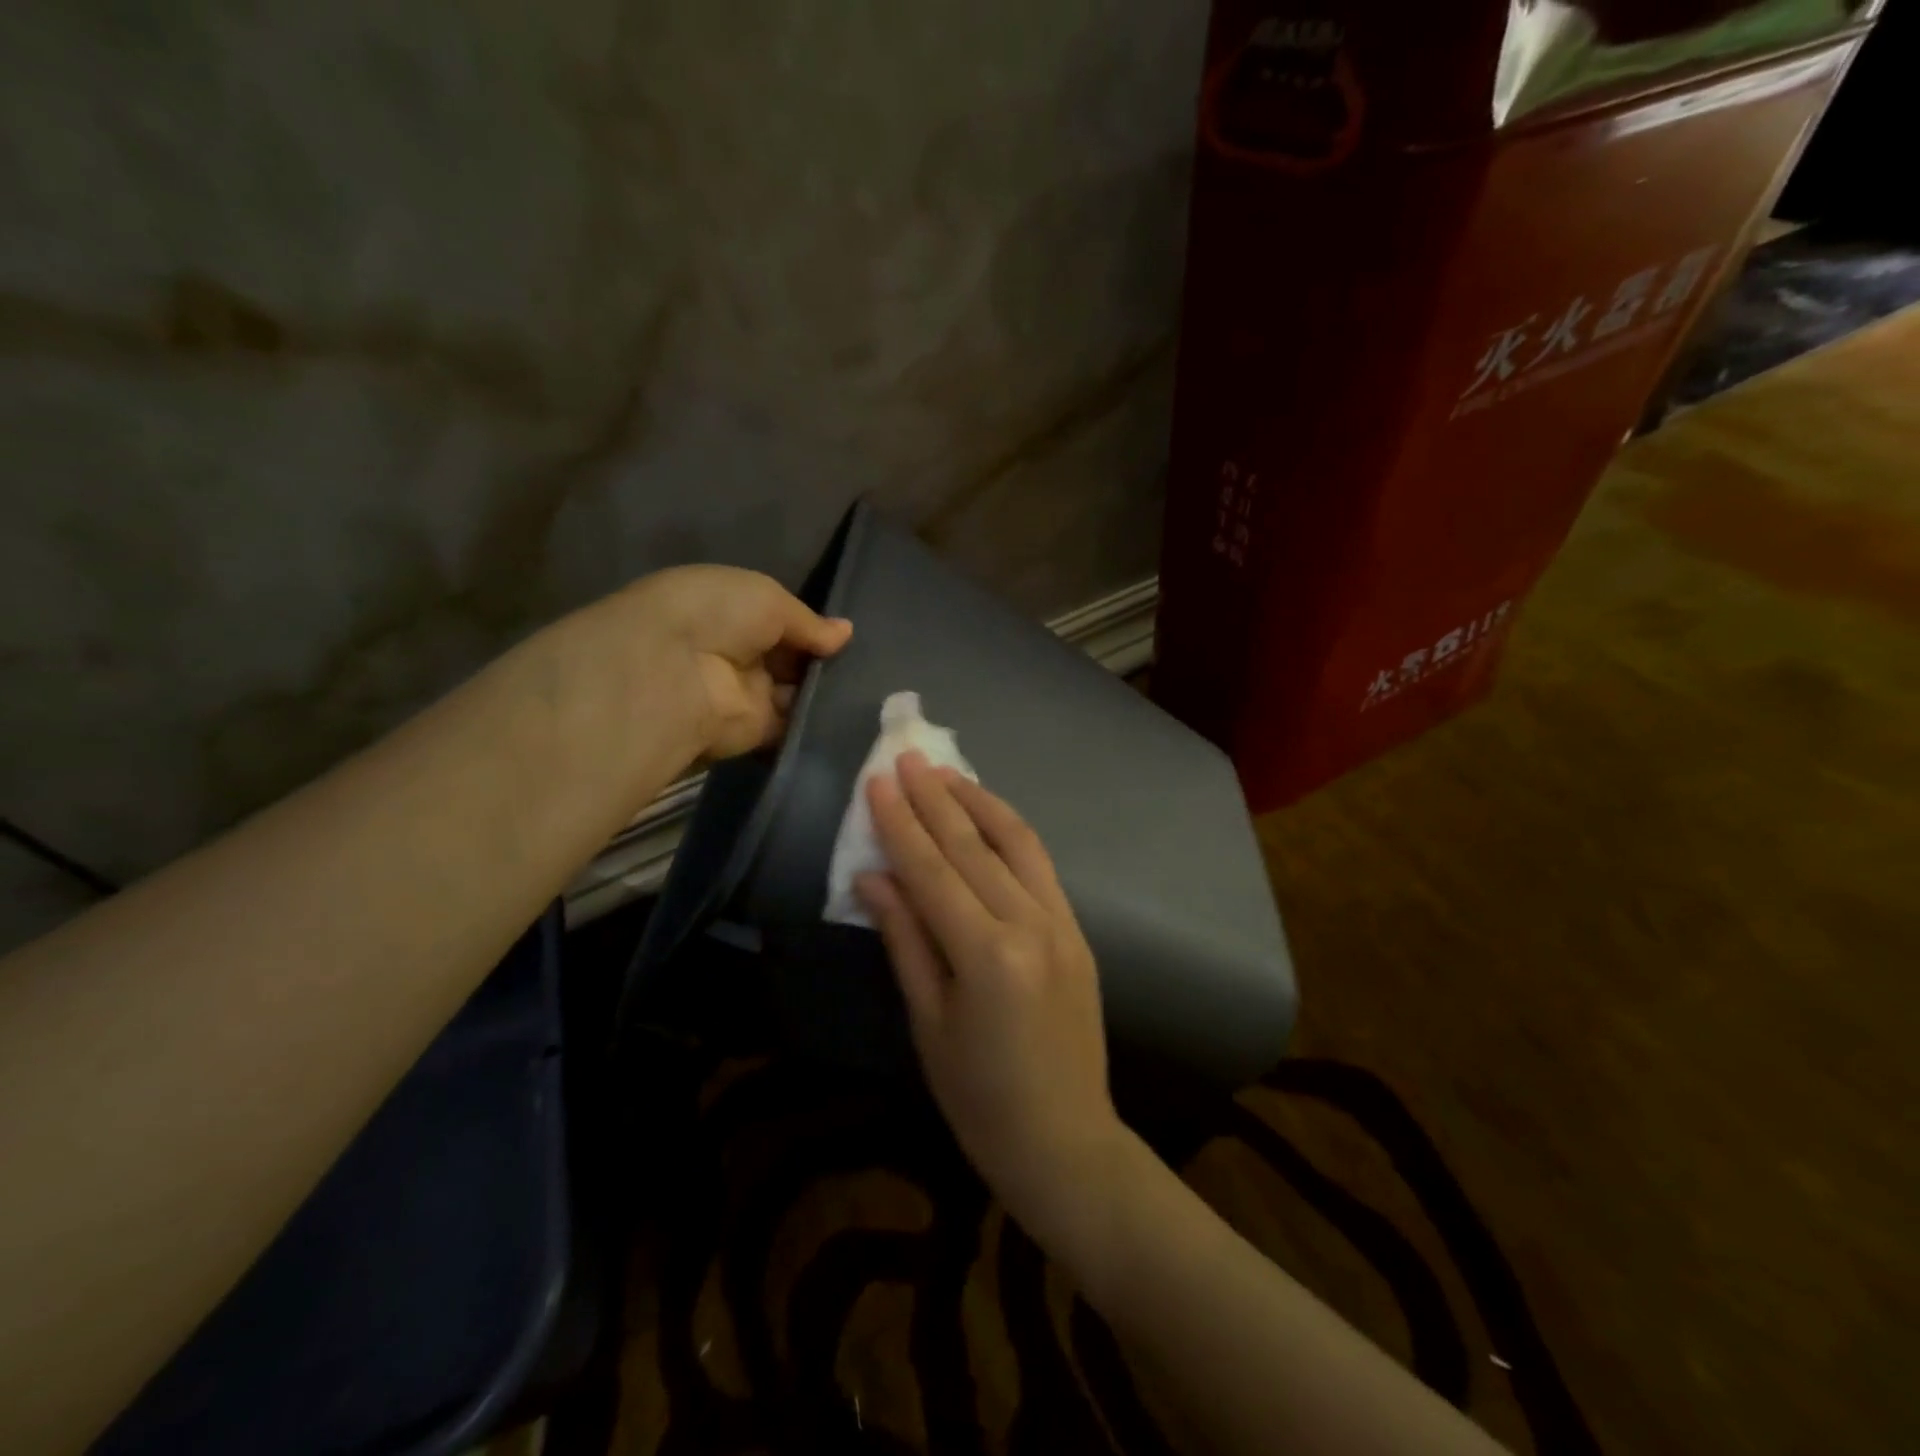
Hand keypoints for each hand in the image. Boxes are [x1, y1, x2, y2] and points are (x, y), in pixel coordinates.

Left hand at [611, 565, 851, 761]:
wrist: (675, 671)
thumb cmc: (718, 615)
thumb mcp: (769, 599)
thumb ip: (810, 622)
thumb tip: (846, 633)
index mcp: (730, 612)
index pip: (779, 622)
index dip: (812, 628)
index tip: (845, 636)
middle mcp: (737, 653)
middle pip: (791, 660)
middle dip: (823, 661)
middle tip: (867, 664)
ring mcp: (746, 695)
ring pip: (796, 694)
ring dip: (825, 692)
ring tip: (868, 688)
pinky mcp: (755, 733)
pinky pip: (793, 727)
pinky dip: (818, 724)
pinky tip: (854, 716)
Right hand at [855, 753, 1124, 1224]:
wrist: (1065, 1140)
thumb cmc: (979, 1098)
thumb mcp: (928, 1022)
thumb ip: (905, 939)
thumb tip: (872, 876)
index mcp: (987, 954)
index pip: (933, 870)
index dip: (901, 823)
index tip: (878, 781)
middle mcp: (1030, 924)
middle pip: (973, 846)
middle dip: (936, 798)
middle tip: (907, 758)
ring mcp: (1061, 923)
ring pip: (1016, 843)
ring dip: (978, 802)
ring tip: (946, 774)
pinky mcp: (1077, 929)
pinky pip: (1040, 866)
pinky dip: (1010, 832)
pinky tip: (988, 816)